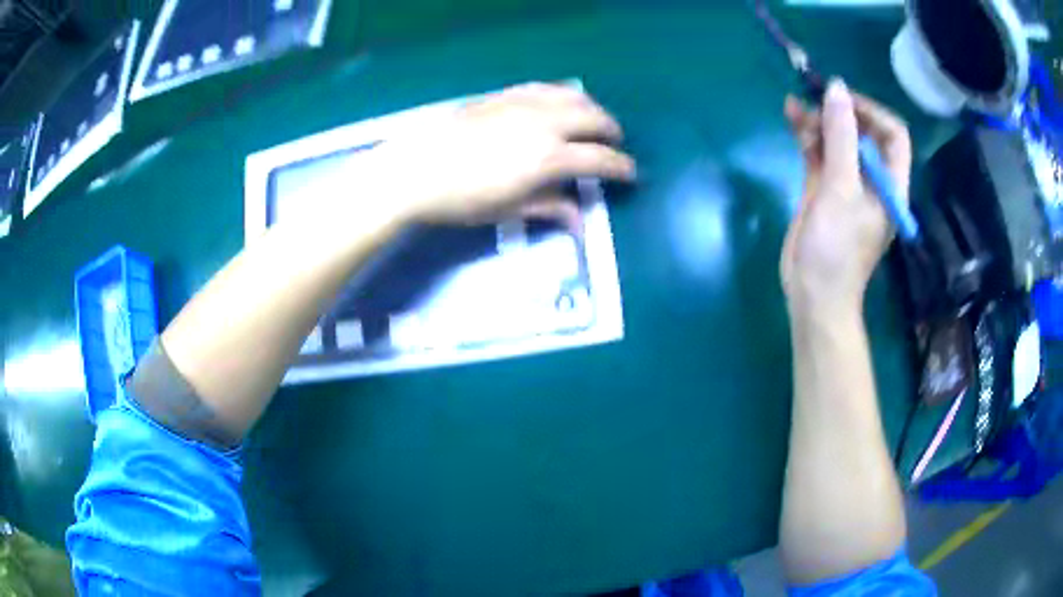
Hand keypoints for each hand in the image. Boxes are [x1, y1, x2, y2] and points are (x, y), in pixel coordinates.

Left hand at [362, 83, 635, 229]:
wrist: (416, 169)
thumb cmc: (462, 199)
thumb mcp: (509, 210)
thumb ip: (550, 208)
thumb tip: (579, 221)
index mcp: (549, 157)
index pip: (600, 159)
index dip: (622, 167)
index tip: (631, 173)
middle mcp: (545, 123)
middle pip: (594, 119)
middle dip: (612, 132)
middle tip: (614, 145)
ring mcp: (524, 103)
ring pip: (573, 96)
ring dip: (591, 108)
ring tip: (593, 121)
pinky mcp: (504, 94)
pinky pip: (545, 87)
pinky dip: (562, 95)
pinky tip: (560, 103)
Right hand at [781, 80, 911, 313]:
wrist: (813, 294)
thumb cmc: (837, 248)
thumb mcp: (841, 189)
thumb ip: (841, 137)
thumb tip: (837, 87)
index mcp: (889, 182)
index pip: (893, 134)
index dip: (870, 111)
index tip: (842, 102)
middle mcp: (872, 179)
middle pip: (862, 133)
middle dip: (838, 112)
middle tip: (812, 98)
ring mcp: (847, 183)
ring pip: (838, 140)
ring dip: (818, 120)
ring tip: (794, 105)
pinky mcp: (825, 189)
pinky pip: (820, 153)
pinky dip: (807, 135)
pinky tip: (791, 116)